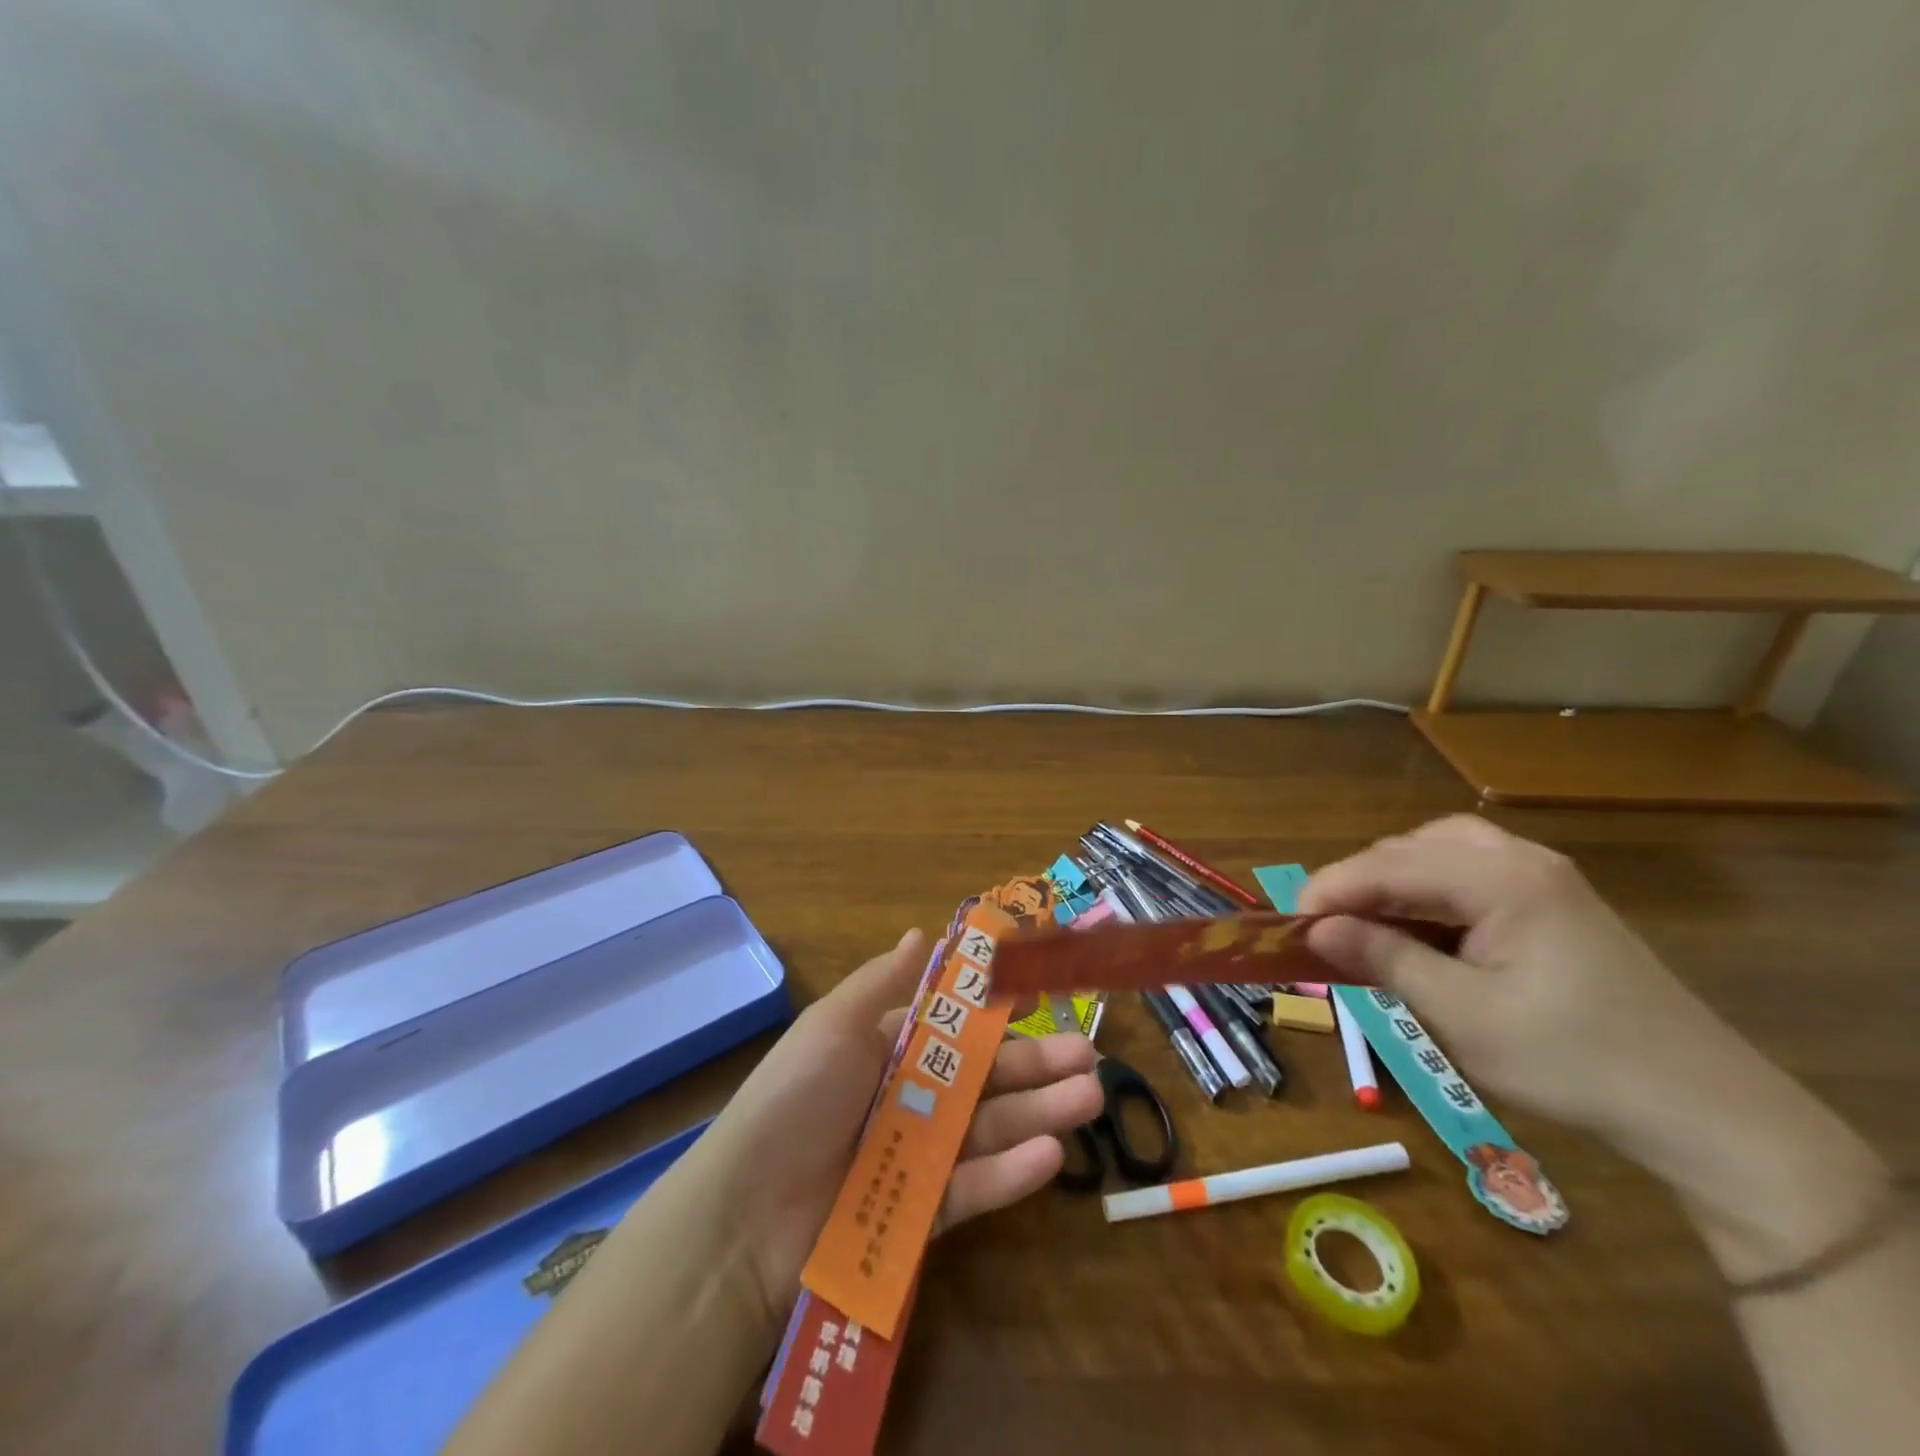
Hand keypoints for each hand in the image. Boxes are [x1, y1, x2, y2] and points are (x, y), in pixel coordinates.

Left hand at [697, 928, 1102, 1325]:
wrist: (744, 1217)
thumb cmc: (794, 1099)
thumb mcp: (833, 1025)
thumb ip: (882, 982)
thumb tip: (921, 932)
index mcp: (887, 1050)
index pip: (954, 1028)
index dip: (998, 1017)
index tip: (1043, 1001)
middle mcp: (907, 1099)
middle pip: (982, 1079)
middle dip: (1036, 1066)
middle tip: (1089, 1057)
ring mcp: (917, 1158)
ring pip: (989, 1129)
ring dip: (1039, 1112)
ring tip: (1090, 1097)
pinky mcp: (922, 1215)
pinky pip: (973, 1187)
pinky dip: (1010, 1171)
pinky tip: (1051, 1153)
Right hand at [1297, 813, 1719, 1141]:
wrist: (1707, 1112)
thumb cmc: (1574, 1062)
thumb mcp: (1463, 1015)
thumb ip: (1383, 959)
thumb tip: (1316, 930)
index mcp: (1503, 880)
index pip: (1389, 864)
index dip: (1330, 889)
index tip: (1289, 926)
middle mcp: (1522, 861)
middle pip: (1412, 847)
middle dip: (1360, 882)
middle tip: (1328, 929)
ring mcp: (1544, 879)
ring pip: (1439, 853)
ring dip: (1392, 882)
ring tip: (1366, 925)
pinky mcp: (1555, 903)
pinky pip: (1470, 874)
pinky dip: (1429, 894)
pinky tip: (1419, 930)